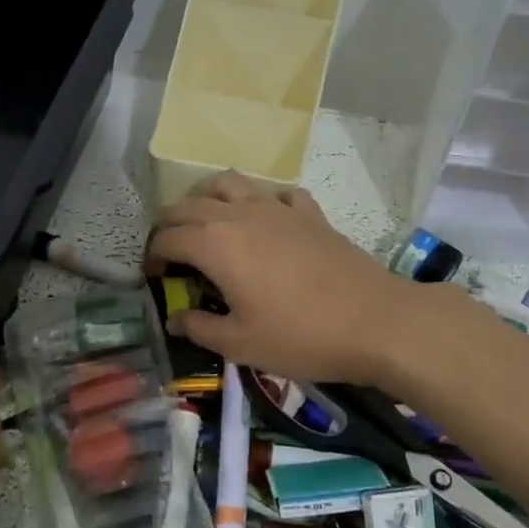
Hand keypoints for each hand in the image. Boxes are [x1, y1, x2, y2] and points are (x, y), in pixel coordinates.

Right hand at [146, 171, 417, 384]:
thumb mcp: (240, 344)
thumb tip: (174, 319)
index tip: (152, 277)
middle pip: (189, 204)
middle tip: (169, 252)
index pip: (167, 238)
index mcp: (215, 244)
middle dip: (170, 224)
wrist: (376, 322)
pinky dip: (260, 202)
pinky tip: (265, 222)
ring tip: (206, 222)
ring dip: (207, 198)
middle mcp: (240, 214)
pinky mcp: (309, 213)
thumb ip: (199, 328)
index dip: (152, 256)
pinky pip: (276, 194)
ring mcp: (277, 208)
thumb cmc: (300, 336)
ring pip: (229, 183)